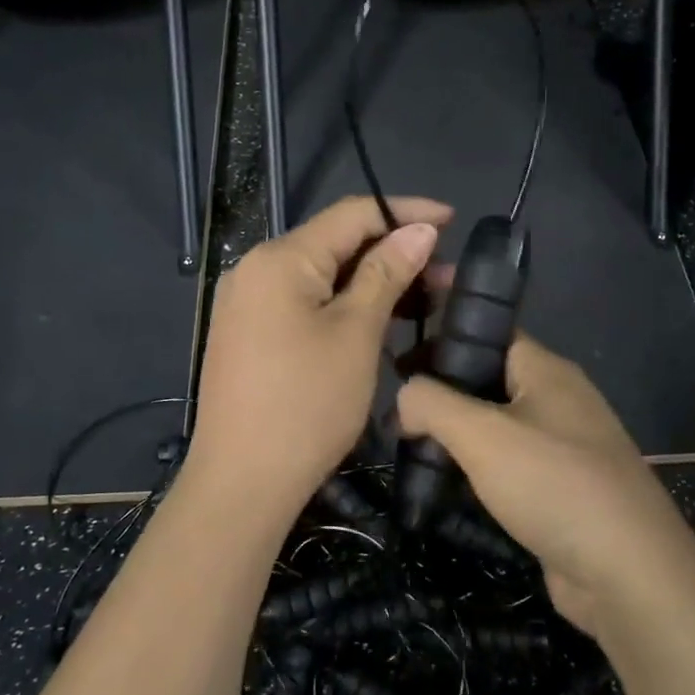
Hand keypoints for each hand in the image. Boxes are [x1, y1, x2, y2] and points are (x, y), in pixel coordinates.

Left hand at [185, 196, 449, 527]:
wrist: (242, 483)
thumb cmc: (307, 404)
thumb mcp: (356, 334)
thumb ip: (387, 273)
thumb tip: (420, 230)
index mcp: (280, 258)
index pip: (352, 214)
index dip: (405, 211)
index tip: (453, 220)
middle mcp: (256, 269)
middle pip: (336, 243)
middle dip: (394, 251)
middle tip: (446, 275)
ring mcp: (248, 303)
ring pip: (322, 275)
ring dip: (373, 281)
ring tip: (425, 299)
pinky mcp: (249, 333)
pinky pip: (304, 301)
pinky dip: (344, 304)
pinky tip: (380, 318)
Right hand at [396, 334, 694, 634]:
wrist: (627, 574)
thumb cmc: (553, 485)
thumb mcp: (481, 434)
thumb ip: (433, 403)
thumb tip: (404, 396)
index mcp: (547, 371)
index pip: (490, 334)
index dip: (445, 335)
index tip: (401, 354)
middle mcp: (560, 400)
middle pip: (490, 380)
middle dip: (443, 390)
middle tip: (396, 407)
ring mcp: (565, 447)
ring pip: (498, 426)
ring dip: (457, 434)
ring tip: (409, 445)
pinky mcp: (562, 490)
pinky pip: (511, 464)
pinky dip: (478, 469)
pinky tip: (446, 484)